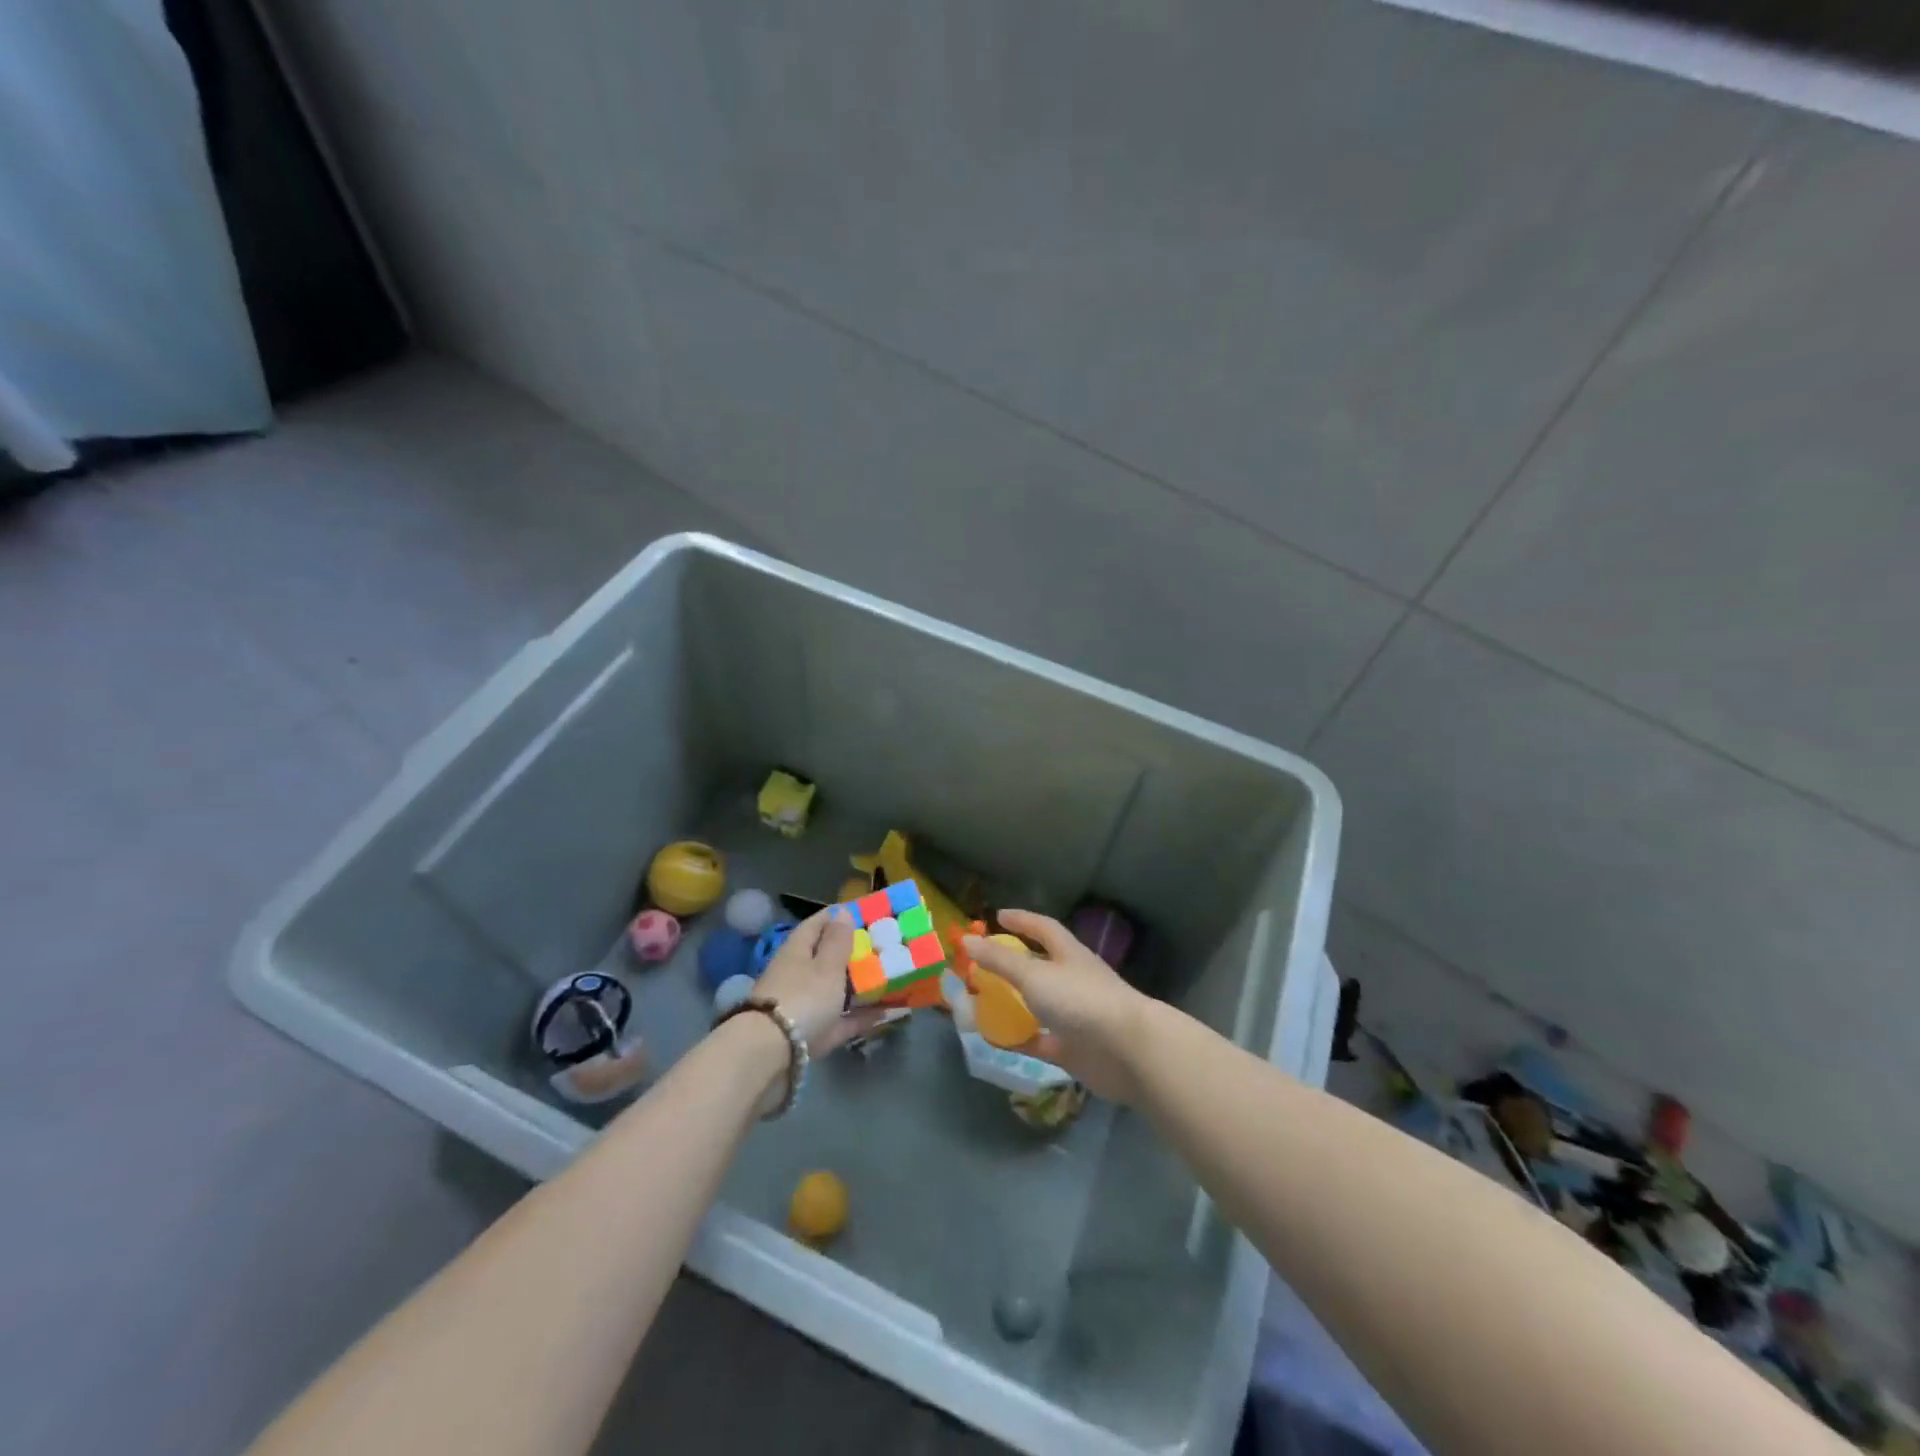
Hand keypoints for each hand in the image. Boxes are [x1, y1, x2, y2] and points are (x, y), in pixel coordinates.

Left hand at [752, 908, 887, 1056]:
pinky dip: (857, 1015)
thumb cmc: (803, 998)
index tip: (865, 914)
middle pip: (824, 958)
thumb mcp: (827, 966)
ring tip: (886, 979)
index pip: (817, 923)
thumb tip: (842, 912)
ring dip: (856, 985)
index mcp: (797, 950)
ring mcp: (800, 1006)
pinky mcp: (808, 1034)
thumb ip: (838, 941)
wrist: (768, 1054)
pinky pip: (838, 1019)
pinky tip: (883, 1013)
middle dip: (850, 953)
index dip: (839, 916)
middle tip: (882, 948)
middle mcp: (796, 974)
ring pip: (831, 990)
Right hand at [963, 909, 1153, 1103]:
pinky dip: (1018, 1038)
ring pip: (1037, 1005)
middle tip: (979, 967)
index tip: (998, 916)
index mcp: (1069, 954)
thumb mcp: (1034, 975)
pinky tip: (994, 1040)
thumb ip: (1000, 960)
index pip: (1043, 928)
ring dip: (1011, 1004)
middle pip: (1038, 967)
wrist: (1127, 1052)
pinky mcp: (1073, 1049)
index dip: (1021, 920)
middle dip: (1010, 966)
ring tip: (980, 1004)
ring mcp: (1074, 1016)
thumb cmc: (1080, 1001)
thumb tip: (967, 940)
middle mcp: (1072, 981)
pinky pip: (1039, 1040)